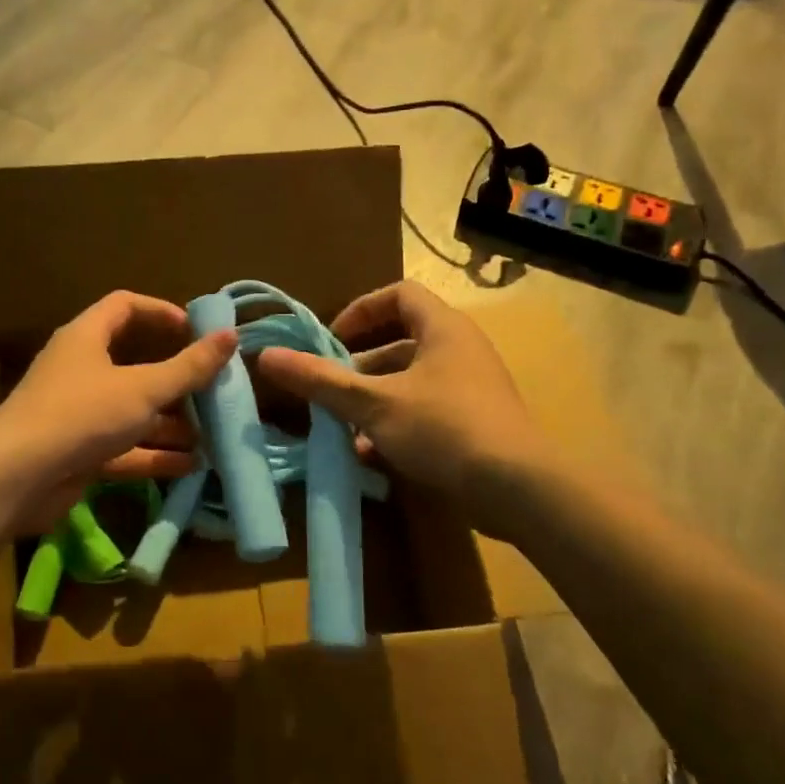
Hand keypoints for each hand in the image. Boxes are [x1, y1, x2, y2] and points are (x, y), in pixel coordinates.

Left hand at [0, 290, 235, 529]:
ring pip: (131, 410)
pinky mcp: (78, 452)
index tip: (196, 330)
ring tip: (210, 434)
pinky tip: (190, 465)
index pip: (125, 306)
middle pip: (134, 363)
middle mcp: (80, 370)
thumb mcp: (143, 389)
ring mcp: (78, 413)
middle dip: (175, 379)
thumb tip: (230, 336)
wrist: (16, 478)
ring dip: (169, 422)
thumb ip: (189, 367)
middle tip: (211, 389)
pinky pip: (123, 447)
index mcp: (86, 338)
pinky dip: (153, 454)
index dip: (161, 312)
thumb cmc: (82, 415)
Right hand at [256, 281, 545, 530]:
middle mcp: (461, 350)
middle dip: (360, 364)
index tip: (331, 339)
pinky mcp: (476, 423)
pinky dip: (396, 423)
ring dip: (374, 399)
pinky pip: (427, 410)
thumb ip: (321, 381)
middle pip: (402, 340)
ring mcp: (472, 388)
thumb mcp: (373, 404)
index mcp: (443, 328)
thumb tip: (267, 356)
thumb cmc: (443, 428)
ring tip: (342, 425)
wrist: (517, 489)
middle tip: (331, 385)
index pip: (399, 294)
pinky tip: (370, 454)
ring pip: (411, 381)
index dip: (361, 310)